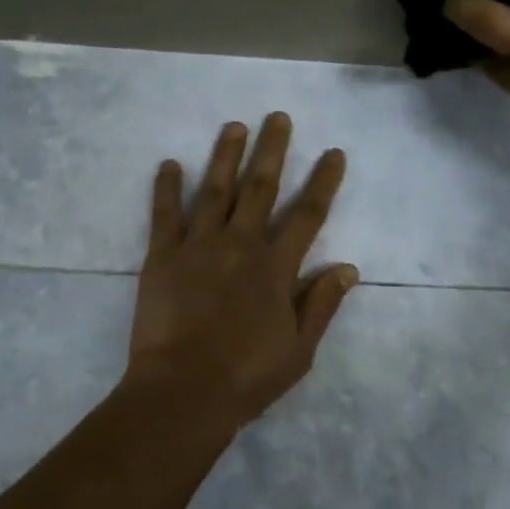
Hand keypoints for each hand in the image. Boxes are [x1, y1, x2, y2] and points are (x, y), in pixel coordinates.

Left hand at [126, 112, 357, 430]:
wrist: (183, 392)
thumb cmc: (246, 377)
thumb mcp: (299, 349)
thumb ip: (321, 304)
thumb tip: (348, 267)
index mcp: (275, 268)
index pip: (308, 215)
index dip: (323, 181)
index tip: (333, 152)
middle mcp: (240, 245)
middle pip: (261, 188)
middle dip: (272, 150)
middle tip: (278, 117)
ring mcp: (198, 246)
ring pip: (215, 190)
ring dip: (226, 155)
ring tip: (235, 126)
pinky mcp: (161, 256)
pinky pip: (164, 214)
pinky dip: (166, 187)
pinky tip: (169, 163)